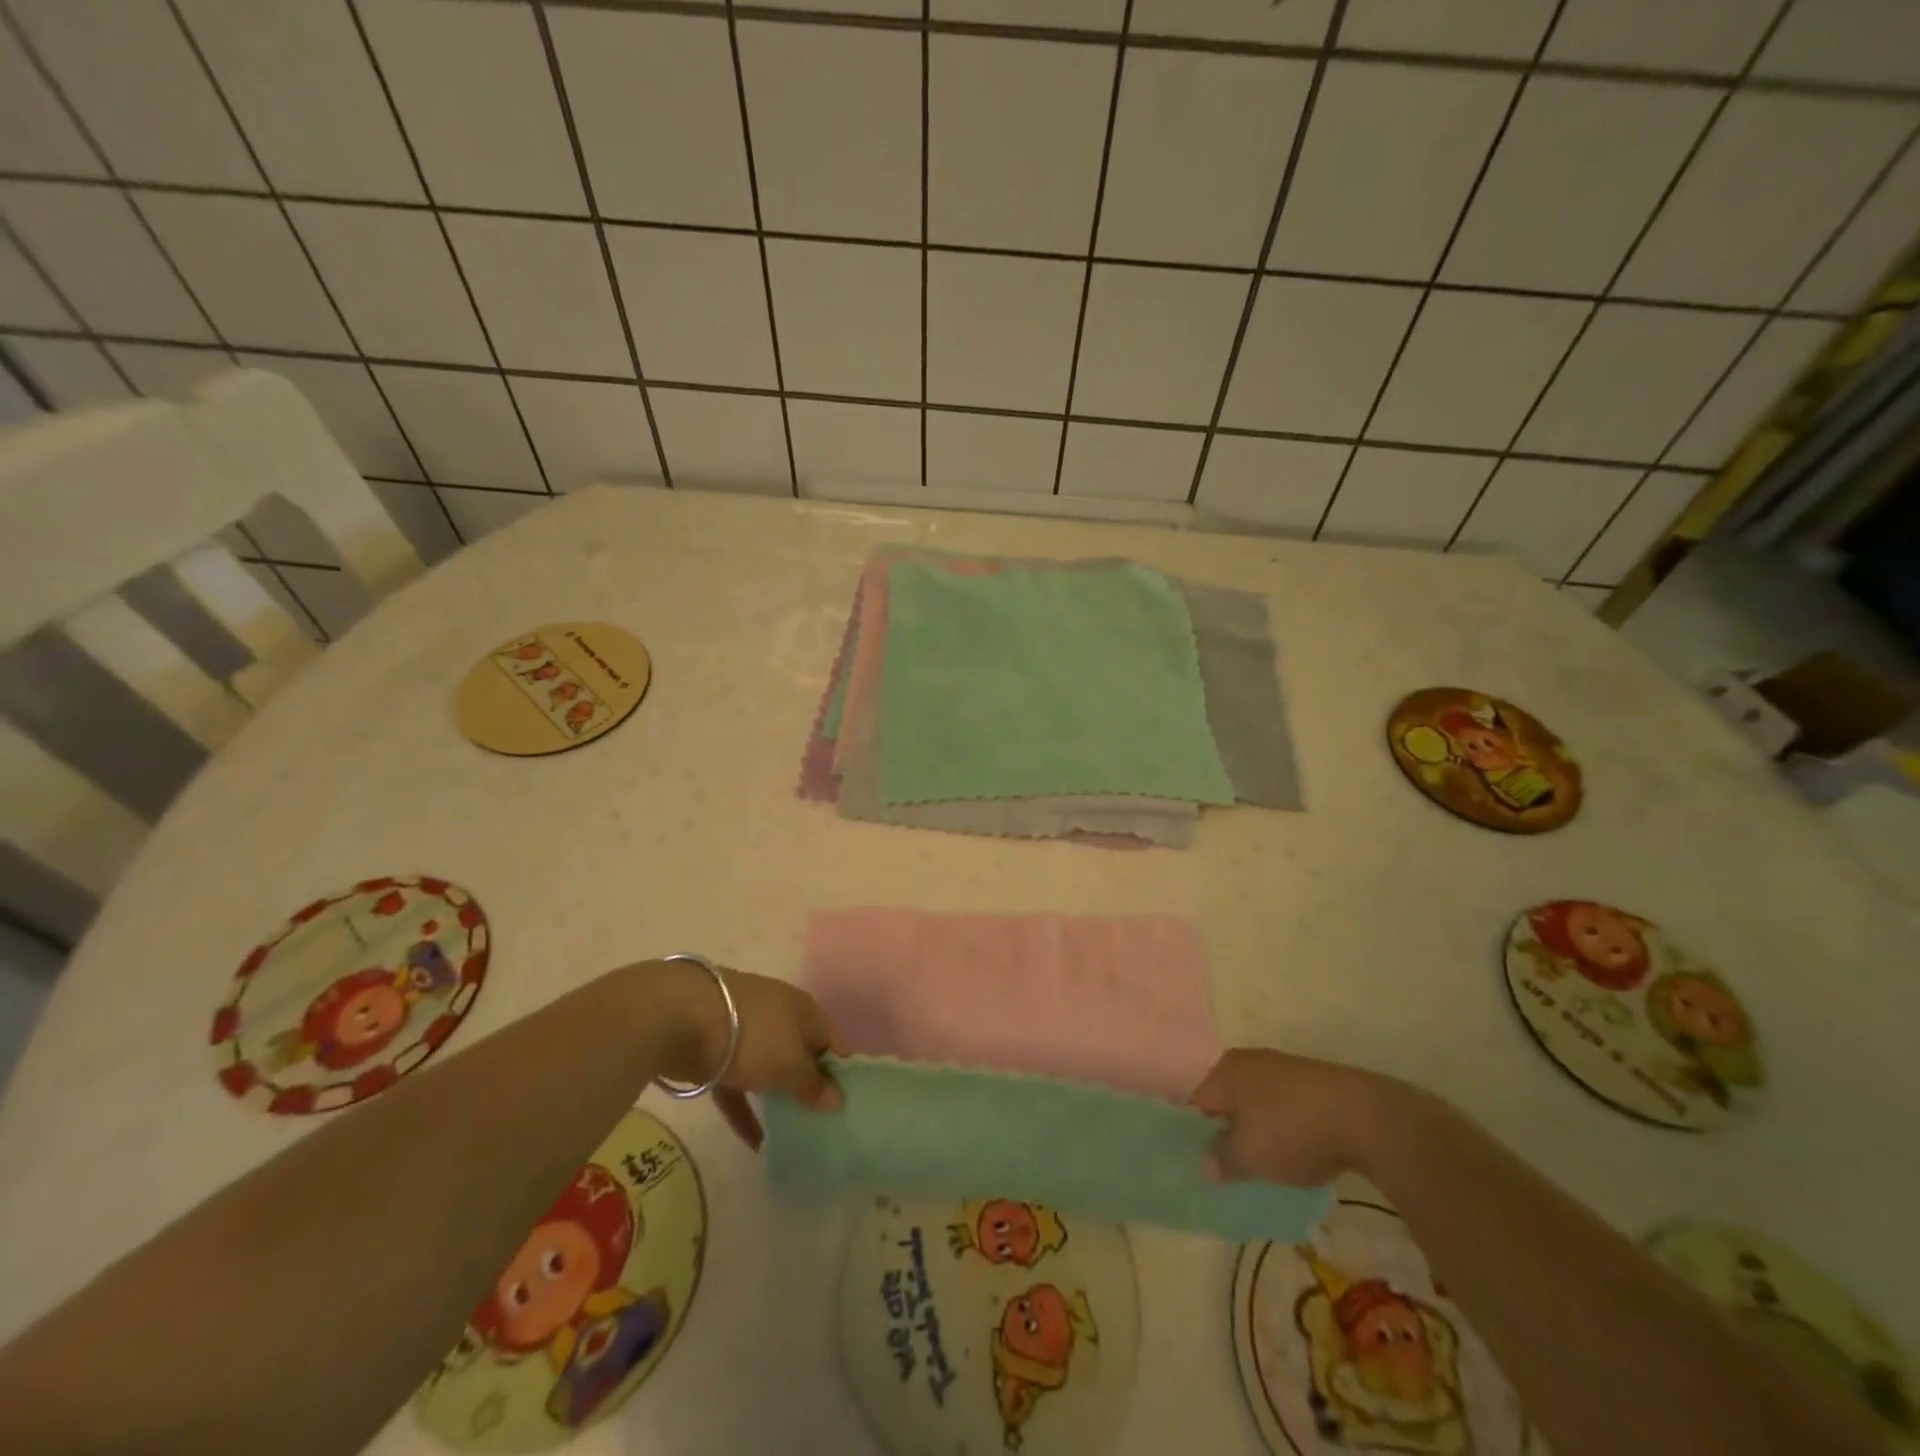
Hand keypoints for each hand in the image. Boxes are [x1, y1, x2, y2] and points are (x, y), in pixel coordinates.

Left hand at [650, 960, 843, 1151]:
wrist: (682, 1017)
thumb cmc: (752, 1036)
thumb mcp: (790, 1064)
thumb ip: (813, 1084)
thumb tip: (838, 1099)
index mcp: (805, 1010)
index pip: (834, 1041)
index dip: (843, 1071)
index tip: (849, 1105)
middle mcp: (780, 1016)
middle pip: (801, 1053)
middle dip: (810, 1084)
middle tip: (822, 1122)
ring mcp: (746, 1032)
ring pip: (769, 1067)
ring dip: (778, 1096)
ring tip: (793, 1132)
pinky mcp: (716, 1051)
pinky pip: (738, 1086)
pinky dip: (746, 1111)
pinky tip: (754, 1143)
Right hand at [1188, 1048, 1403, 1186]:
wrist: (1365, 1117)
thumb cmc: (1292, 1130)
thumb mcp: (1248, 1155)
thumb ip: (1220, 1160)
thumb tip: (1204, 1165)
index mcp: (1224, 1071)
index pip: (1193, 1102)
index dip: (1190, 1134)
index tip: (1194, 1163)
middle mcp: (1248, 1063)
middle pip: (1225, 1101)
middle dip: (1224, 1133)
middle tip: (1225, 1169)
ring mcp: (1282, 1070)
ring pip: (1255, 1105)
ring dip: (1255, 1133)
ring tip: (1260, 1168)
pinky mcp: (1312, 1085)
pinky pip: (1283, 1109)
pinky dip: (1282, 1131)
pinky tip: (1294, 1155)